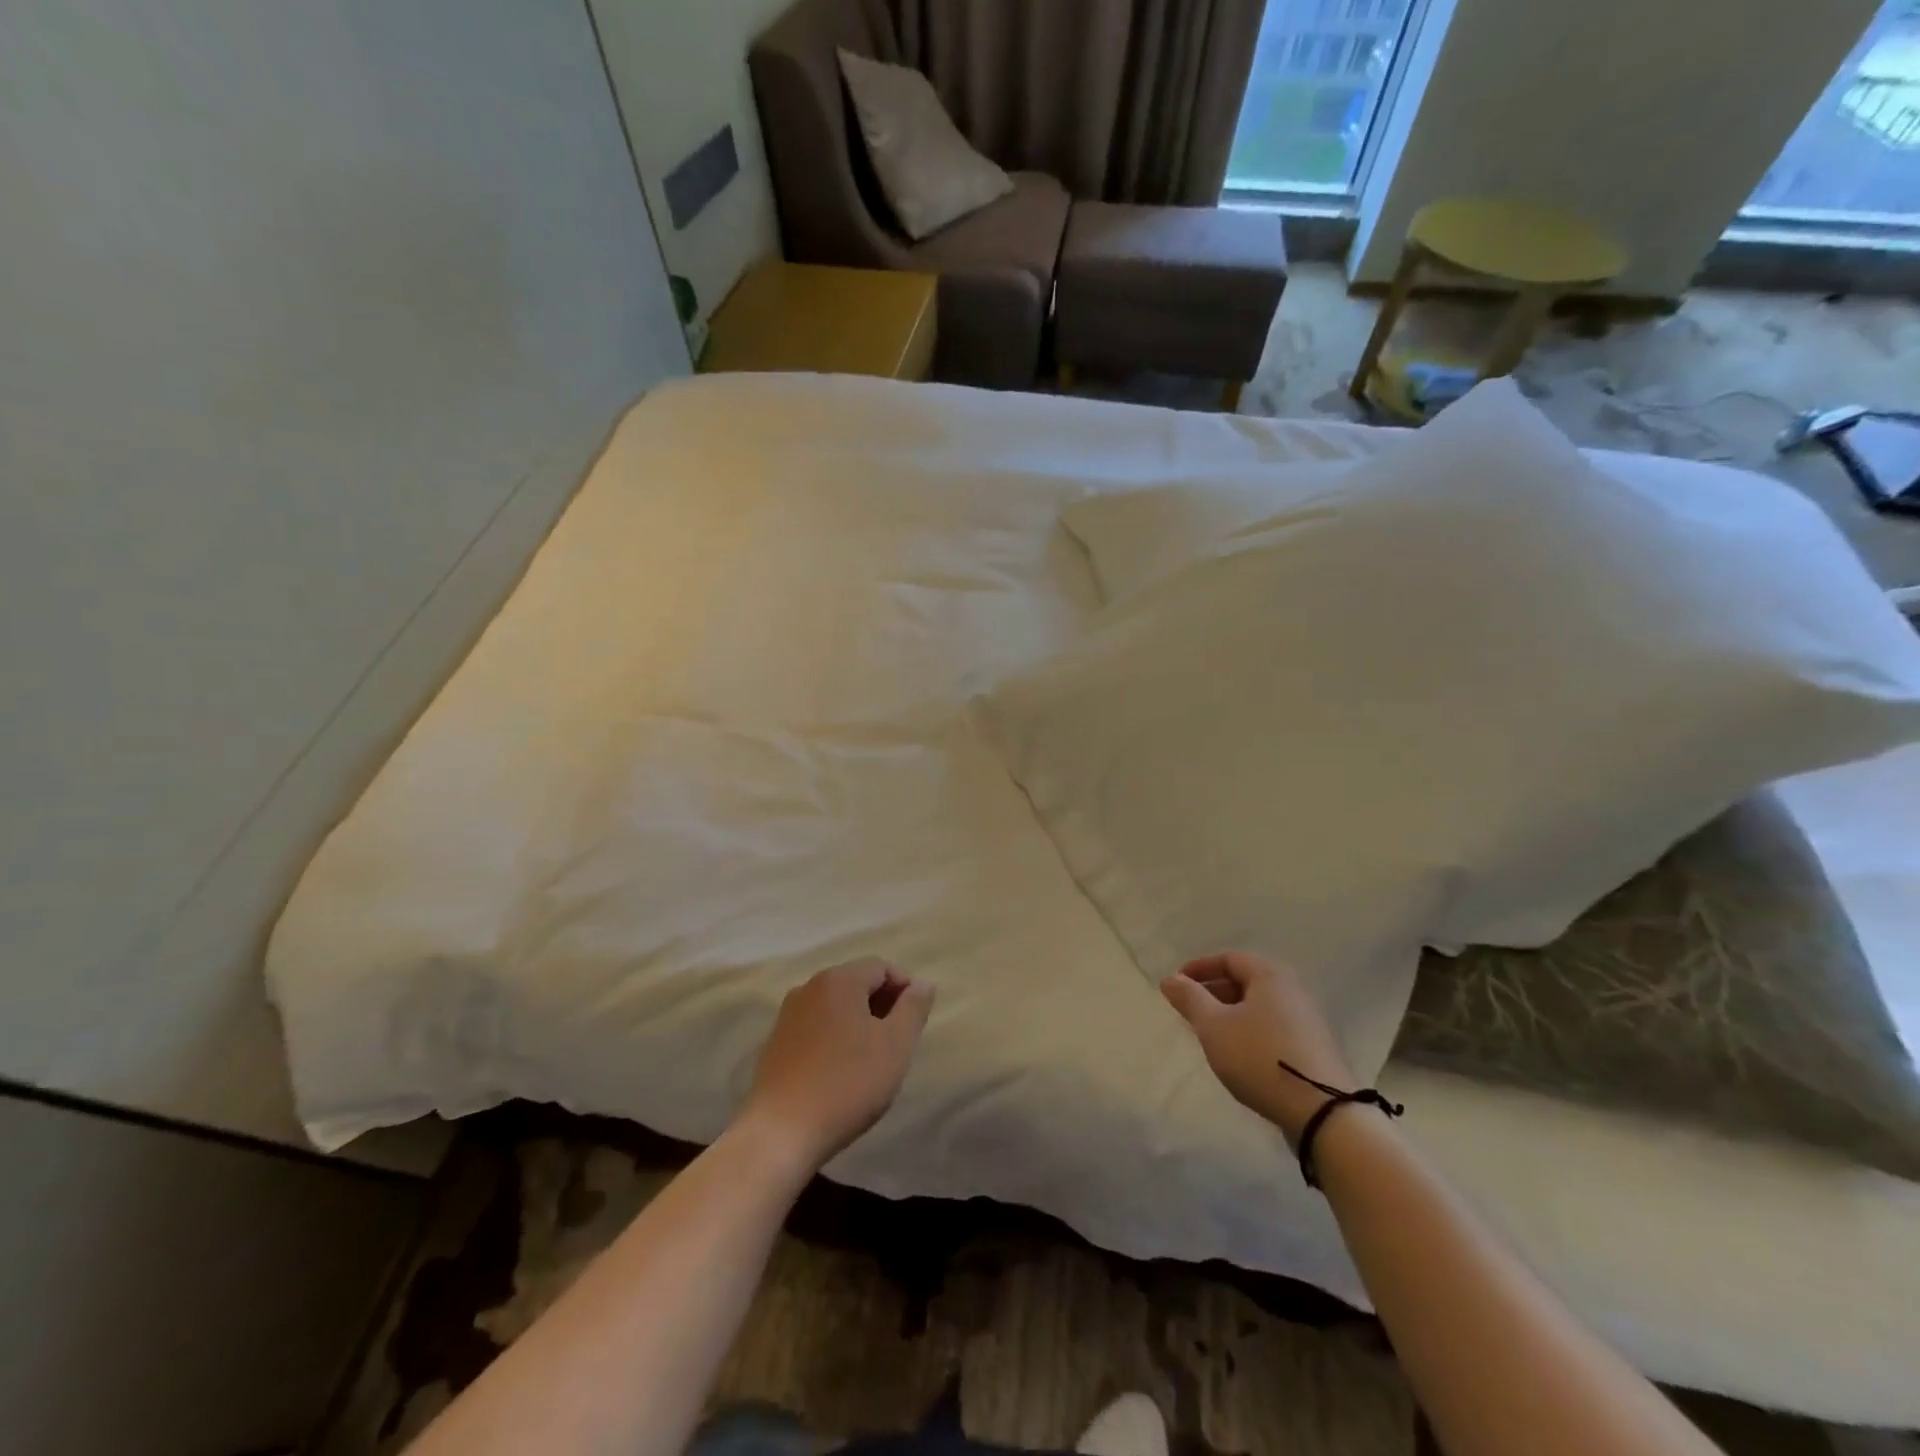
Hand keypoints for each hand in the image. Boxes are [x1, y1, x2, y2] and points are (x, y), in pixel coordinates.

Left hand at [741, 958, 934, 1171]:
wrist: (781, 1132)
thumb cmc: (848, 1083)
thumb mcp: (895, 1045)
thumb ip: (914, 1008)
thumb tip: (923, 983)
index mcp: (839, 979)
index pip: (881, 967)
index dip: (905, 989)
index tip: (916, 1023)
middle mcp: (809, 987)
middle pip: (856, 983)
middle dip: (882, 1006)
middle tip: (898, 1043)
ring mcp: (788, 1015)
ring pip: (835, 1006)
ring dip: (859, 1023)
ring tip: (872, 1060)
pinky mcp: (775, 1043)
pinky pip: (816, 1027)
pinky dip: (835, 1038)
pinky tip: (841, 1072)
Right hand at [1160, 951, 1356, 1144]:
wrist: (1322, 1112)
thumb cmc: (1259, 1057)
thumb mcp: (1213, 1026)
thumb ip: (1190, 998)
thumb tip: (1169, 978)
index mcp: (1270, 975)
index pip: (1228, 958)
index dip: (1198, 969)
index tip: (1176, 986)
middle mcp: (1292, 989)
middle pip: (1245, 980)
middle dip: (1213, 992)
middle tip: (1189, 1011)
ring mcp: (1307, 1019)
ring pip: (1259, 1005)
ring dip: (1230, 1013)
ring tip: (1209, 1034)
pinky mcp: (1313, 1047)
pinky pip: (1272, 1025)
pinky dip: (1249, 1029)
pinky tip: (1238, 1053)